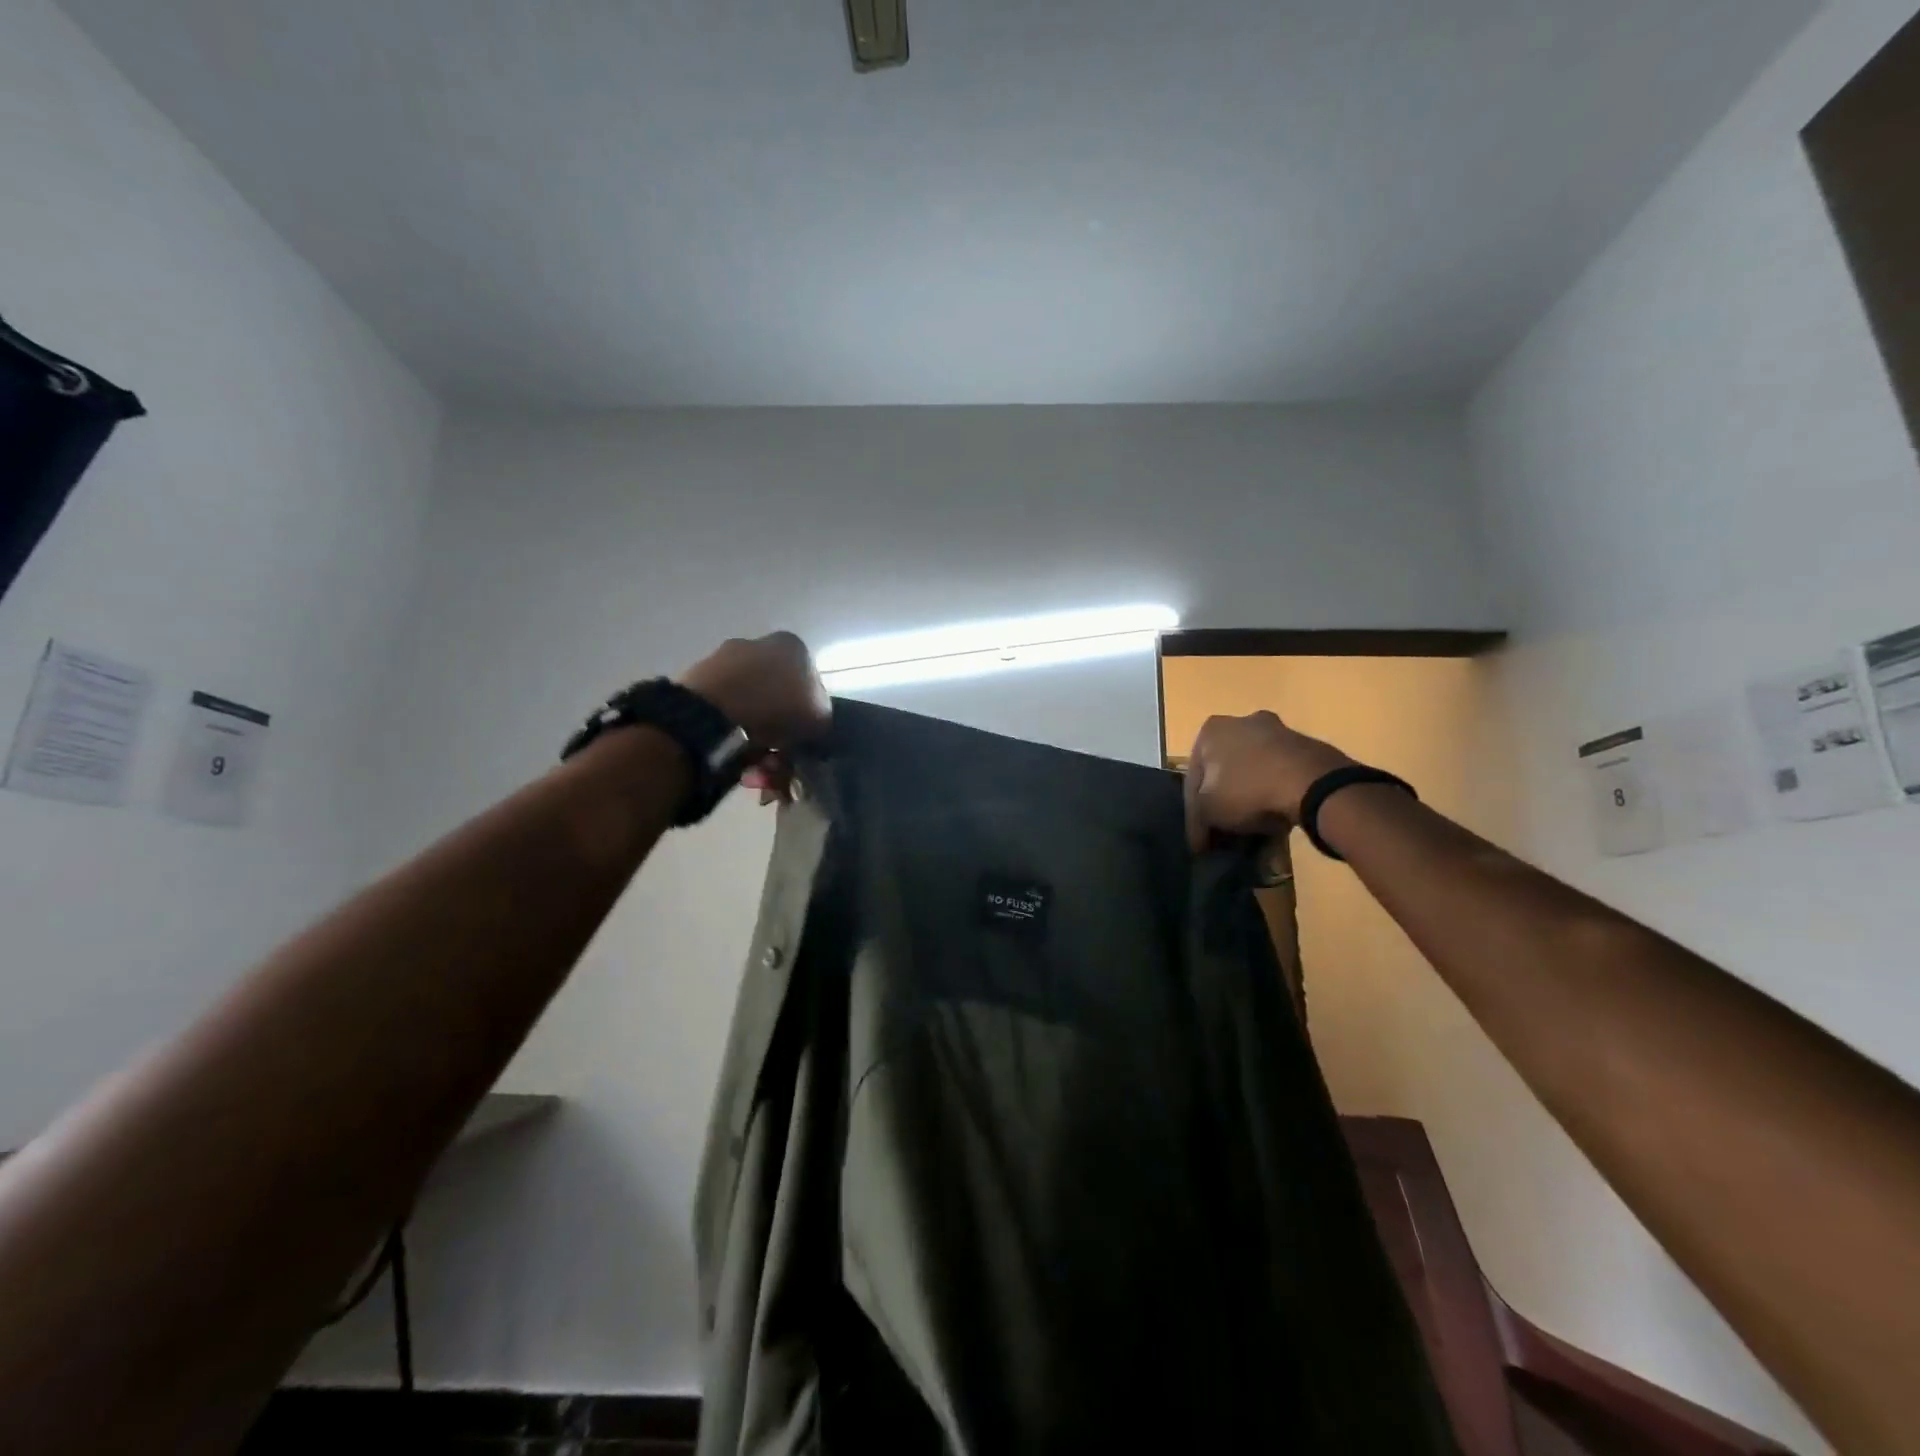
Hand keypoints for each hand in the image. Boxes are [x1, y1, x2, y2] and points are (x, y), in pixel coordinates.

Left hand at [679, 632, 830, 801]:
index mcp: (790, 645)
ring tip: (757, 768)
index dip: (809, 713)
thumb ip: (821, 715)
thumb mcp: (821, 717)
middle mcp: (755, 644)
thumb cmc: (778, 709)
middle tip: (780, 759)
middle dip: (779, 730)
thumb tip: (812, 723)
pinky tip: (736, 761)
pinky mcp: (694, 682)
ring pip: (749, 708)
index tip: (804, 738)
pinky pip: (724, 715)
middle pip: (776, 695)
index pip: (809, 680)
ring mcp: (721, 661)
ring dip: (757, 740)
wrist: (714, 715)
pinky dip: (732, 737)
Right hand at [1183, 711, 1353, 851]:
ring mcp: (1278, 732)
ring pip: (1254, 773)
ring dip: (1251, 799)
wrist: (1314, 784)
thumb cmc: (1248, 790)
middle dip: (1224, 802)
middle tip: (1225, 833)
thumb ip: (1198, 819)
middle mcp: (1242, 722)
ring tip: (1254, 832)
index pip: (1194, 779)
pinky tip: (1278, 821)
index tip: (1201, 842)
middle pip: (1225, 771)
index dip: (1195, 815)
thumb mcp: (1207, 811)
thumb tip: (1200, 838)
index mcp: (1211, 730)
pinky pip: (1281, 776)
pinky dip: (1275, 796)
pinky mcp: (1307, 747)